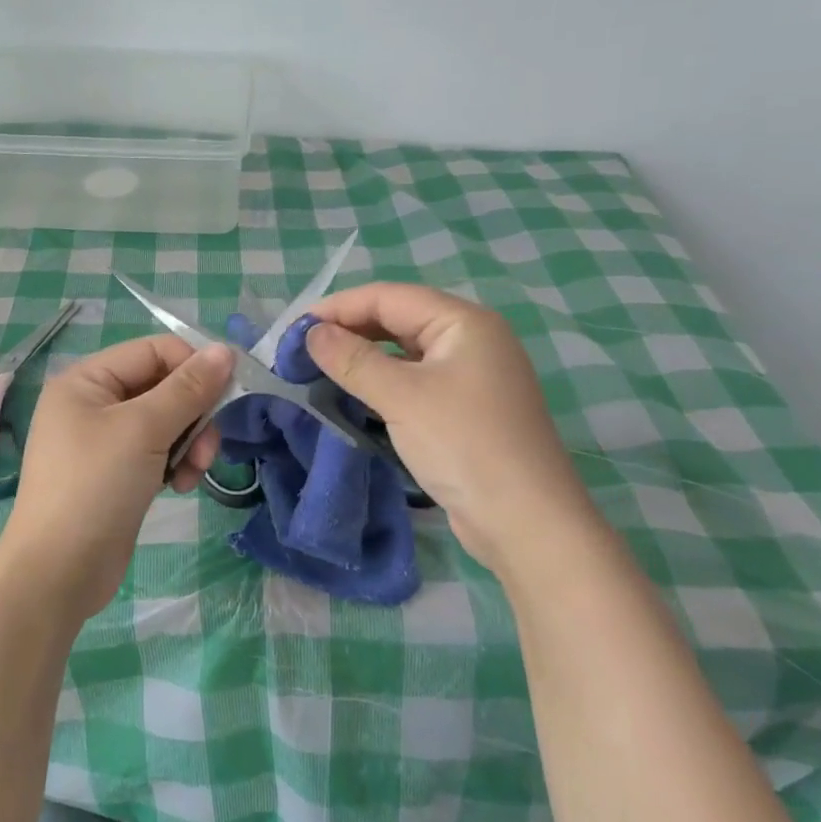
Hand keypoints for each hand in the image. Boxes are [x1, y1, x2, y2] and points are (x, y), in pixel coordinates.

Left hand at [0, 336, 233, 620]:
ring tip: (194, 472)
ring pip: (165, 422)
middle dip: (193, 414)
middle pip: (162, 387)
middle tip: (208, 447)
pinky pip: (156, 451)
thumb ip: (188, 388)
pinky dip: (174, 463)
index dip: (192, 367)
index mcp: (86, 380)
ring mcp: (103, 441)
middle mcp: (92, 403)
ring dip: (189, 442)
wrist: (58, 574)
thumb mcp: (144, 430)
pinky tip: (180, 486)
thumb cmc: (95, 487)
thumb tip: (226, 350)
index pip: (153, 351)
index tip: (225, 395)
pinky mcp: (116, 473)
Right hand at [305, 282, 595, 576]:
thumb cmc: (464, 446)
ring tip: (319, 370)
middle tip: (301, 351)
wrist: (527, 524)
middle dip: (349, 330)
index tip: (293, 329)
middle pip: (398, 320)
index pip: (389, 297)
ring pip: (405, 352)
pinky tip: (355, 395)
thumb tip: (310, 333)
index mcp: (463, 322)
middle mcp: (471, 339)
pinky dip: (383, 383)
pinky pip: (415, 381)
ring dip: (363, 358)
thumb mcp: (402, 397)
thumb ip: (353, 360)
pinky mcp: (466, 409)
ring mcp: (472, 376)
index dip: (338, 307)